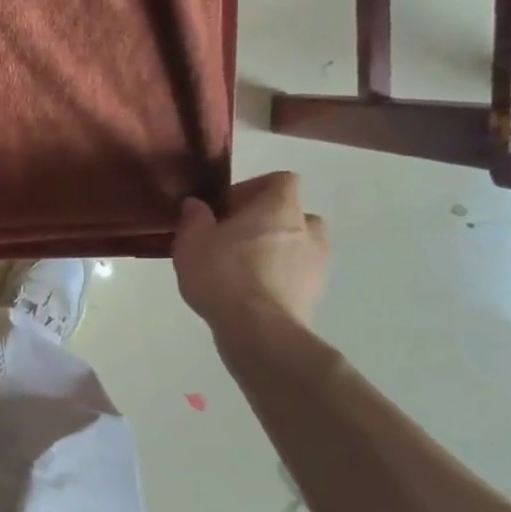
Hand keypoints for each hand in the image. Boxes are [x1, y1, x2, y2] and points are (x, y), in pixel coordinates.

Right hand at [172, 172, 327, 348]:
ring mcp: (318, 265)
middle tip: (234, 240)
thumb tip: (197, 205)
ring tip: (241, 270)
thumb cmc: (224, 274)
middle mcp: (308, 230)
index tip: (228, 208)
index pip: (281, 180)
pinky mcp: (315, 296)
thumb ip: (194, 217)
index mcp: (281, 207)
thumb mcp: (192, 241)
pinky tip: (249, 295)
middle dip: (265, 223)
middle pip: (292, 215)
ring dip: (274, 253)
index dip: (254, 188)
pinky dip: (278, 280)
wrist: (259, 331)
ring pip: (297, 247)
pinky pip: (296, 277)